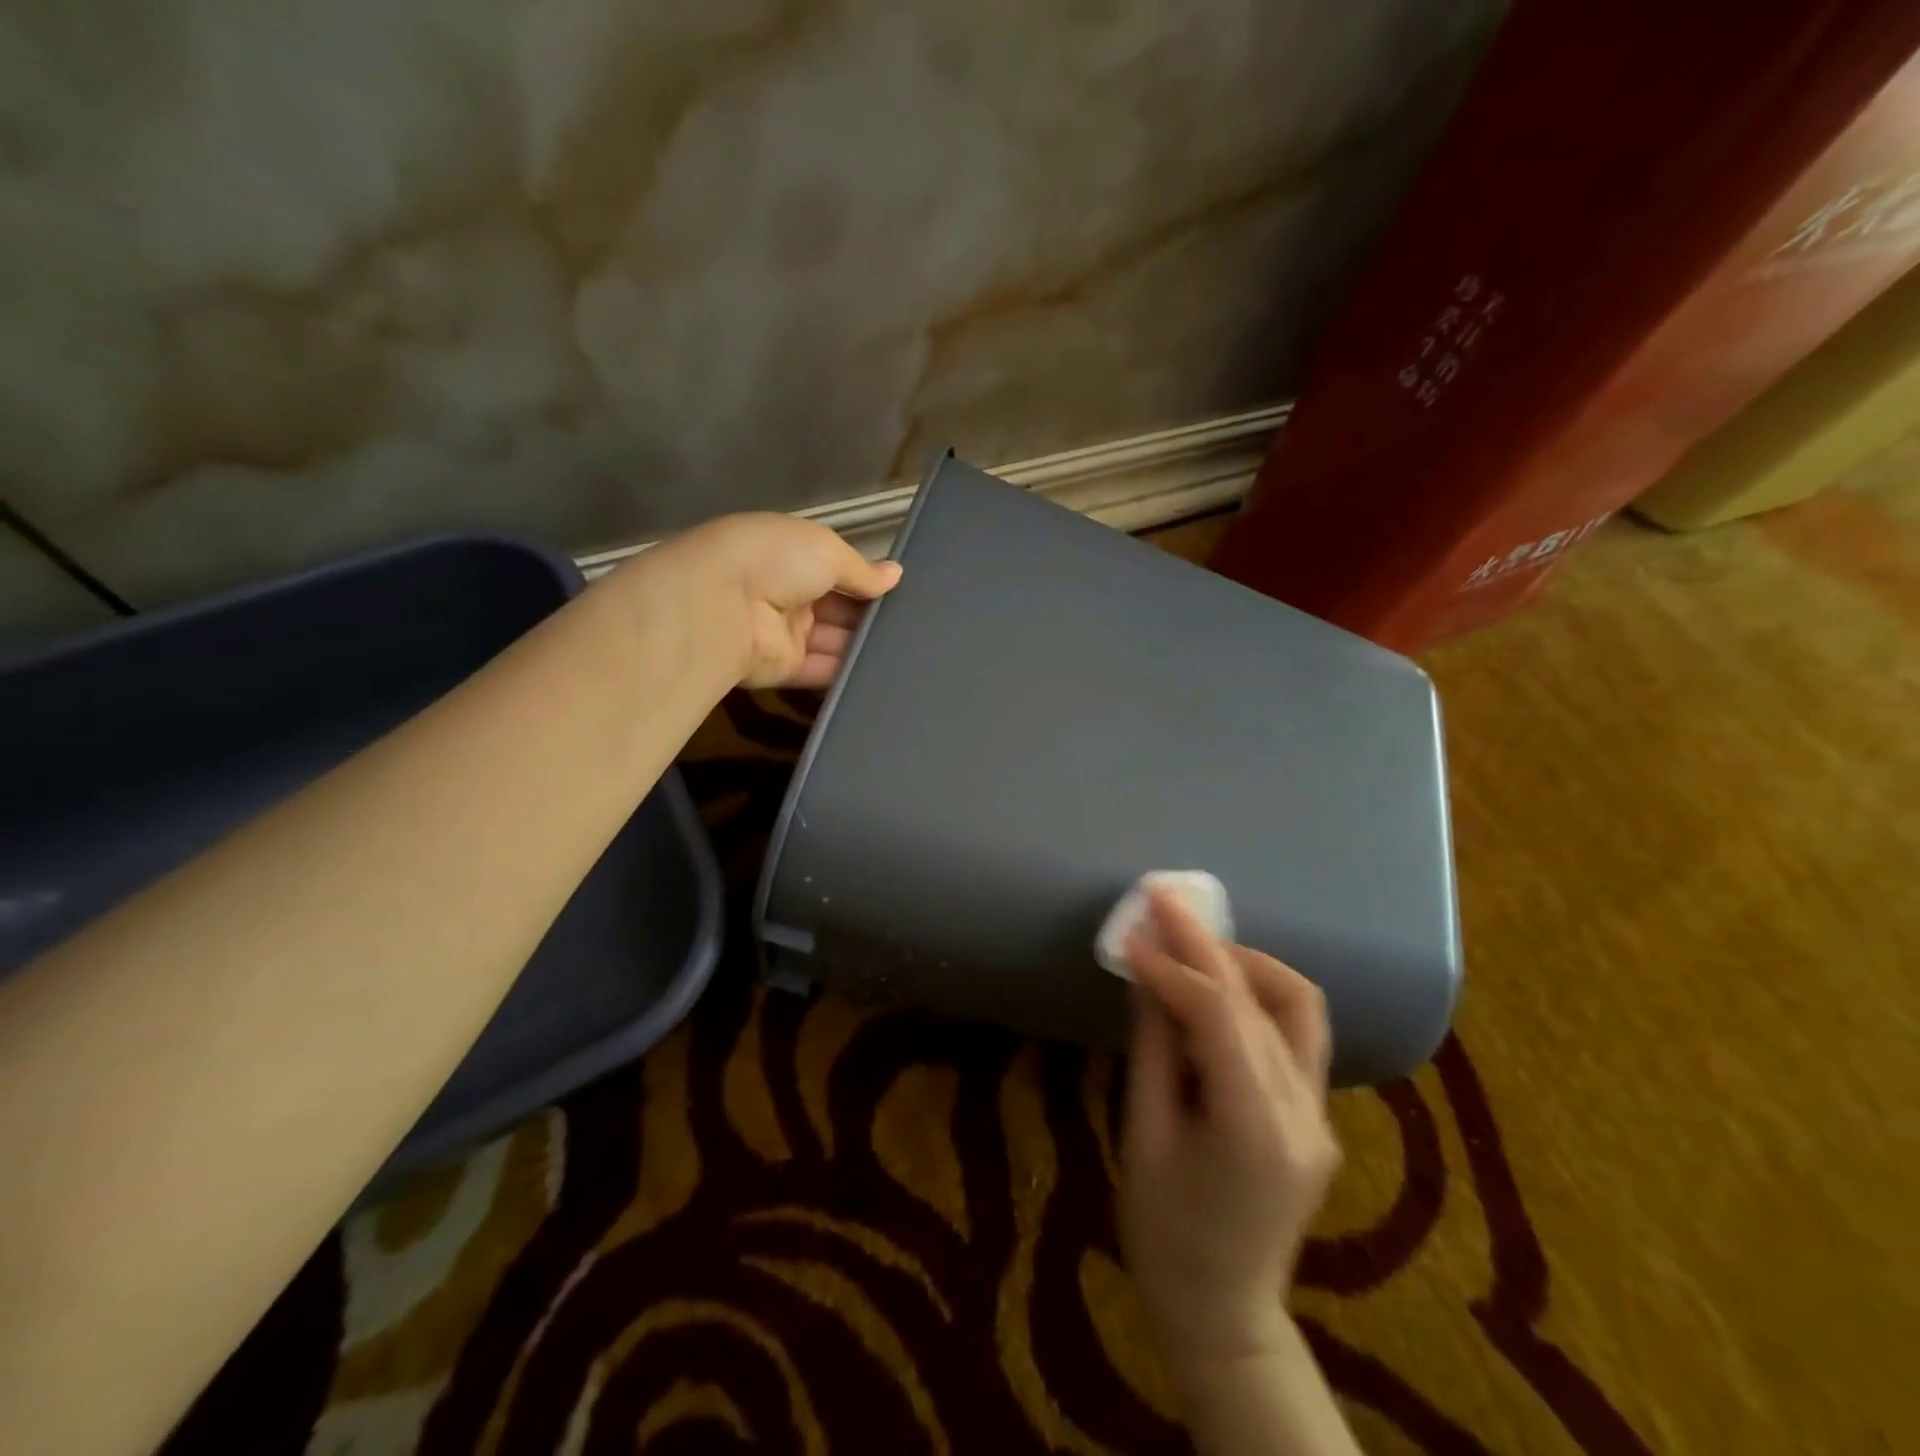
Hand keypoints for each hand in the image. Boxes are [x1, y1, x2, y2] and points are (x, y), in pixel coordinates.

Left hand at [628, 513, 901, 688]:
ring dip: (864, 644)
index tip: (901, 591)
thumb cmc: (777, 560)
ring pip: (834, 641)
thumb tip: (895, 574)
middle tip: (914, 626)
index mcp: (792, 554)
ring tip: (910, 652)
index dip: (867, 579)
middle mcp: (787, 592)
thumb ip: (863, 569)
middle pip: (838, 607)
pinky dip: (849, 673)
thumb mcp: (827, 549)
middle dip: (870, 614)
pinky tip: (884, 675)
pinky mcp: (783, 669)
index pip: (837, 568)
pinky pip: (822, 671)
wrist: (722, 604)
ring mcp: (784, 632)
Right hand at [1119, 889, 1339, 1373]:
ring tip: (1192, 942)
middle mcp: (1304, 1113)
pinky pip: (1295, 1032)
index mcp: (1256, 1129)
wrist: (1222, 1309)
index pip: (1219, 1017)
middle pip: (1259, 1001)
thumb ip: (1151, 1047)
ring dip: (1243, 962)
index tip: (1131, 936)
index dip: (1171, 968)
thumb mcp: (1143, 1136)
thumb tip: (1145, 972)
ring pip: (1296, 1005)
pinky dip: (1255, 994)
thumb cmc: (1163, 1231)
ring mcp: (1321, 1114)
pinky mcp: (1317, 1113)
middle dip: (1205, 944)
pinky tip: (1216, 985)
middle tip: (1162, 901)